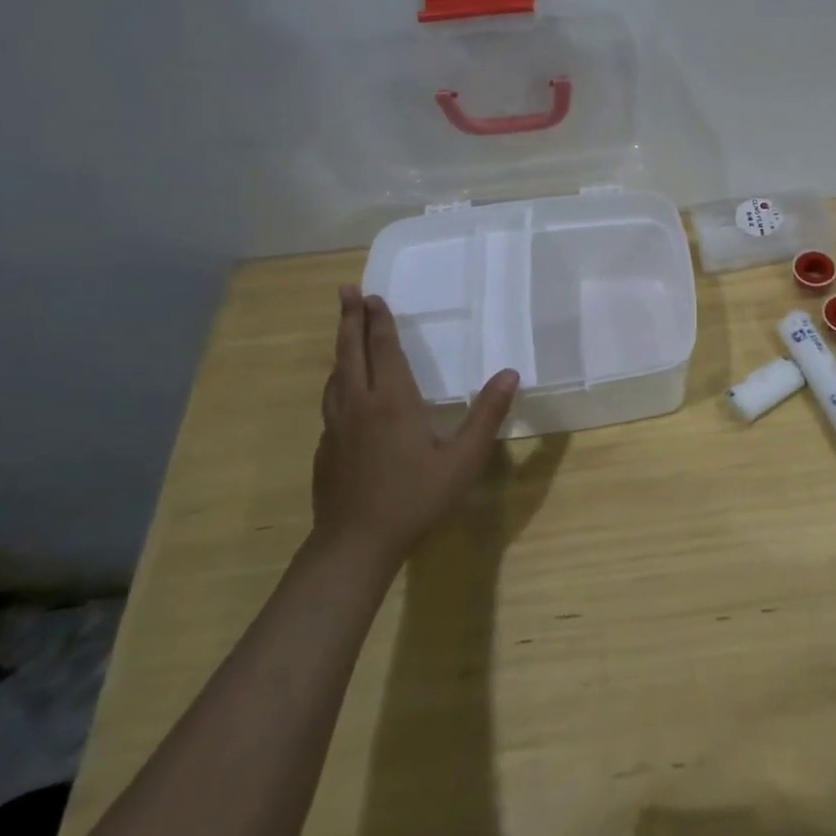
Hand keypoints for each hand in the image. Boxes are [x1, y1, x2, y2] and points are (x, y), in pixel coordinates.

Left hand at [312, 286, 518, 564]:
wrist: (355, 544)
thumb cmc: (415, 498)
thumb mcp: (462, 459)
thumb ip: (486, 415)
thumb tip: (510, 374)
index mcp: (392, 400)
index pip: (384, 349)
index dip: (378, 321)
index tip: (371, 295)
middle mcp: (359, 404)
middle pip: (350, 352)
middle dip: (349, 319)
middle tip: (346, 290)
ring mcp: (336, 426)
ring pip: (336, 375)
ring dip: (341, 348)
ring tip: (346, 333)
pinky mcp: (325, 447)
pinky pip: (331, 401)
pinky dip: (338, 381)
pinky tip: (344, 392)